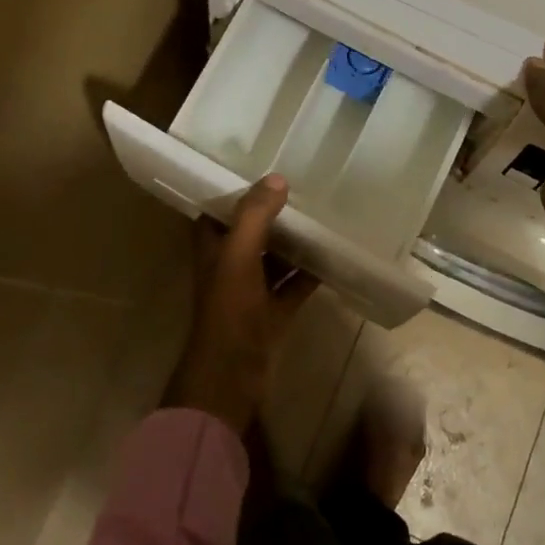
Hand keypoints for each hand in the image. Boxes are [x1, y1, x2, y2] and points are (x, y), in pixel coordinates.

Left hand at [164, 175, 318, 434]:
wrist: (232, 374)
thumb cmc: (229, 310)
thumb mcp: (238, 255)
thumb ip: (255, 216)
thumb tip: (277, 178)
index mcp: (212, 249)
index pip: (219, 210)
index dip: (236, 191)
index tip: (263, 170)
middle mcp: (228, 265)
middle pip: (250, 231)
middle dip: (271, 212)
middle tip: (302, 187)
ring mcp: (250, 291)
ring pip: (273, 257)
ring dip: (293, 241)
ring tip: (321, 214)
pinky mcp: (271, 312)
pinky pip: (293, 285)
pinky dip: (309, 273)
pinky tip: (332, 256)